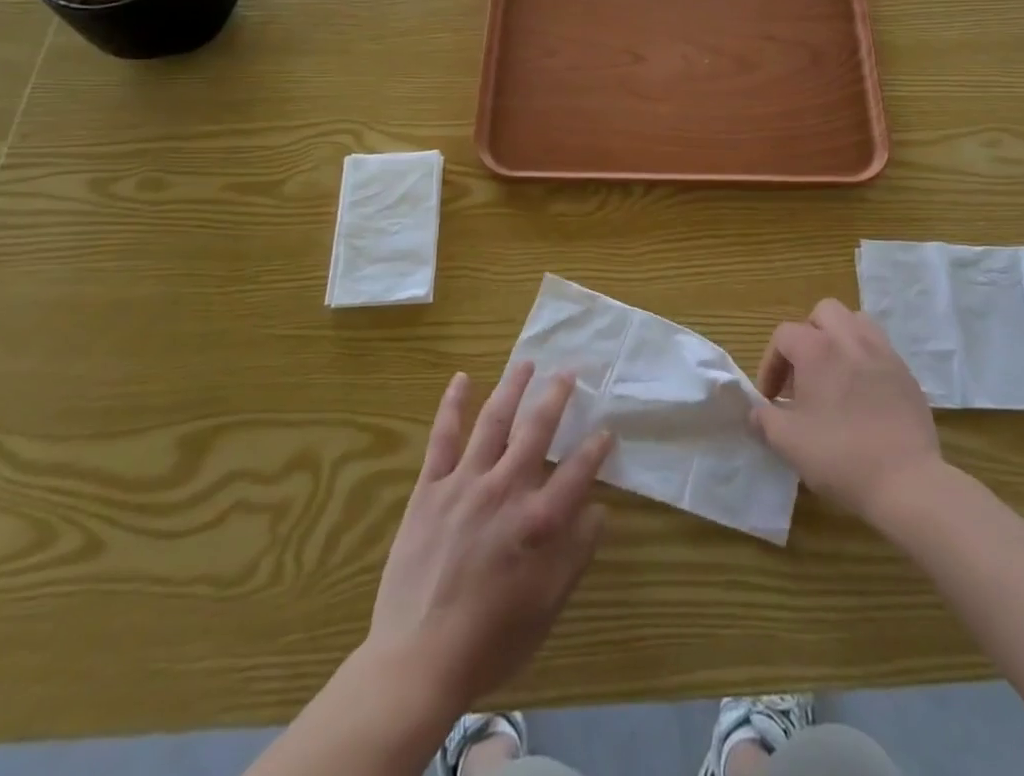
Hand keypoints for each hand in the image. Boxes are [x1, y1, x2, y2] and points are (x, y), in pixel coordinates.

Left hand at [366, 362, 612, 715]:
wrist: (416, 660)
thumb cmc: (489, 640)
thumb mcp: (547, 607)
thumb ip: (576, 554)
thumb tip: (599, 511)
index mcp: (538, 521)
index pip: (577, 471)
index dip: (596, 448)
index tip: (607, 430)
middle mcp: (505, 490)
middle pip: (536, 429)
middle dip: (556, 397)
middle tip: (568, 372)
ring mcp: (464, 484)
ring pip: (493, 420)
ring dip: (512, 387)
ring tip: (526, 363)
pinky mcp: (430, 489)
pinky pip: (443, 438)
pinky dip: (453, 405)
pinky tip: (462, 379)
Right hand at [751, 299, 943, 525]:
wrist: (908, 482)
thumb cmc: (840, 456)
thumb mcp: (788, 442)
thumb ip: (764, 420)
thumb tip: (756, 412)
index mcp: (817, 349)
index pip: (784, 335)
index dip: (770, 363)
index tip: (771, 397)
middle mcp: (850, 339)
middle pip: (824, 313)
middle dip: (807, 335)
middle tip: (803, 373)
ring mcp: (883, 353)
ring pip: (856, 322)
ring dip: (839, 339)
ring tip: (833, 374)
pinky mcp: (906, 373)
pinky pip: (879, 348)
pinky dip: (865, 359)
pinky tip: (862, 394)